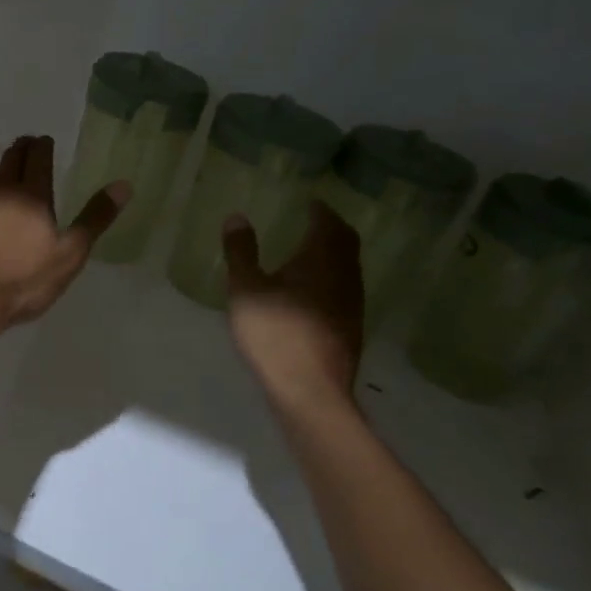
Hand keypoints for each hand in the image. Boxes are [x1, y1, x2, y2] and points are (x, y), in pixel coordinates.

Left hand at [0, 134, 127, 332]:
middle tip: (24, 140)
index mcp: (33, 194)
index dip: (42, 145)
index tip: (44, 139)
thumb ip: (95, 218)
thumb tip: (124, 184)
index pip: (38, 158)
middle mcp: (1, 188)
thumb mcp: (69, 254)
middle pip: (11, 157)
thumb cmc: (24, 280)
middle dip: (20, 146)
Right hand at [224, 201, 363, 416]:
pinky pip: (345, 287)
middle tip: (315, 220)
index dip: (320, 210)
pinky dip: (333, 276)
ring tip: (312, 251)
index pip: (328, 223)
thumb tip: (237, 217)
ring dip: (335, 252)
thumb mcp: (246, 290)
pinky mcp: (351, 326)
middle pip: (346, 242)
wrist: (310, 389)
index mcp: (321, 259)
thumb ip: (241, 252)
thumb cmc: (274, 334)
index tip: (310, 202)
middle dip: (332, 227)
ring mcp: (352, 302)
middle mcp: (344, 275)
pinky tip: (314, 289)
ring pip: (348, 266)